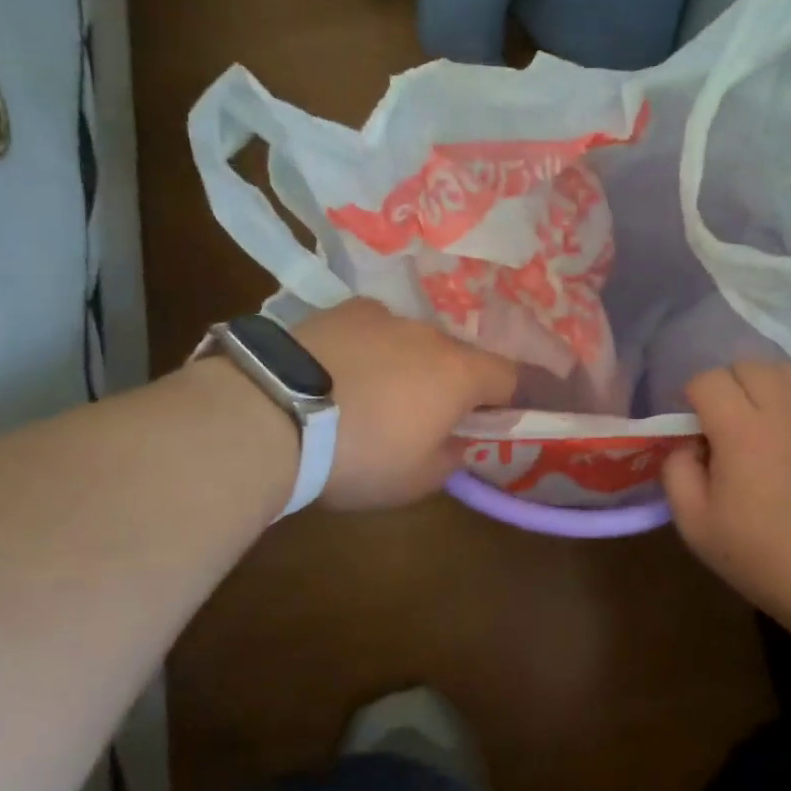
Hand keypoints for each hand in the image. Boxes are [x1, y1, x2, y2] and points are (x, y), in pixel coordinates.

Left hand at [294, 299, 516, 509]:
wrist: (271, 414)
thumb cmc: (360, 455)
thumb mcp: (417, 480)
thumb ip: (452, 457)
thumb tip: (458, 441)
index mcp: (461, 374)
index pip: (513, 378)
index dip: (518, 397)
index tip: (510, 416)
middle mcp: (431, 335)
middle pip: (460, 358)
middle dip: (455, 384)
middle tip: (431, 416)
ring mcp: (384, 316)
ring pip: (414, 343)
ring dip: (410, 366)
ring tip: (375, 397)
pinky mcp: (342, 310)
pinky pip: (372, 331)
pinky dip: (369, 350)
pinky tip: (341, 374)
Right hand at [662, 362, 790, 621]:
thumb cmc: (761, 553)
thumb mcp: (695, 524)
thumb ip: (677, 472)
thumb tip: (688, 444)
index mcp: (740, 427)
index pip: (708, 380)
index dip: (694, 398)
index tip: (695, 427)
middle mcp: (785, 405)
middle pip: (748, 365)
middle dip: (729, 387)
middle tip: (729, 424)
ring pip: (788, 369)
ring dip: (769, 386)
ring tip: (768, 420)